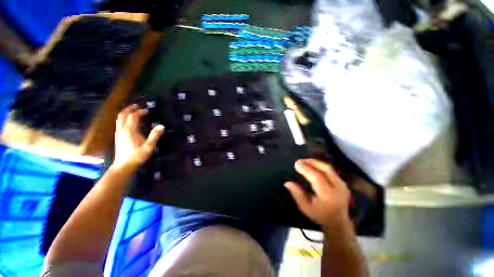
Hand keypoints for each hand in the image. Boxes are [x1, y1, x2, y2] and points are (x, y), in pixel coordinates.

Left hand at [113, 104, 163, 168]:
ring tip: (131, 112)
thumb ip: (154, 137)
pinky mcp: (117, 137)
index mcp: (129, 130)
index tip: (147, 111)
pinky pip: (118, 123)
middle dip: (130, 108)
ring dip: (125, 112)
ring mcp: (118, 132)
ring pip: (119, 118)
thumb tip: (161, 126)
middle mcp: (122, 128)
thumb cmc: (136, 157)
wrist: (123, 166)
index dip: (140, 112)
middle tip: (136, 106)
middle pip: (124, 114)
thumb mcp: (147, 148)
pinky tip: (126, 123)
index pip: (134, 116)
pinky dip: (122, 119)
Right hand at [285, 159, 351, 230]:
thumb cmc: (320, 215)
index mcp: (327, 195)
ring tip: (307, 162)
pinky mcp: (344, 183)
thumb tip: (288, 183)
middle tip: (301, 160)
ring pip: (330, 169)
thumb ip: (298, 195)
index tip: (297, 164)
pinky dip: (323, 168)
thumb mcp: (306, 208)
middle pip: (326, 169)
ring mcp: (342, 184)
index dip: (307, 169)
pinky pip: (333, 171)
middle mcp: (337, 187)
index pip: (317, 177)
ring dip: (318, 163)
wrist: (337, 221)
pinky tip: (316, 167)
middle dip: (313, 162)